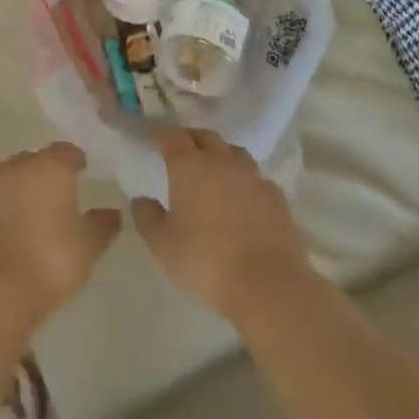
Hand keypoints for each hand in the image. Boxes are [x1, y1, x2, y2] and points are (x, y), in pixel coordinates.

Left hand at [0, 142, 121, 321]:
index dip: (75, 160)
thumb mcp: (88, 248)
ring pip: (6, 175)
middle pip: (34, 160)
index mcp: (50, 167)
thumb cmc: (50, 260)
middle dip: (44, 173)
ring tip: (26, 210)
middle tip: (55, 195)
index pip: (66, 151)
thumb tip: (113, 213)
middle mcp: (17, 165)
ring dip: (16, 187)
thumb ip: (102, 226)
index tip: (82, 170)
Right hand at [131, 127, 314, 319]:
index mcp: (189, 165)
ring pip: (234, 153)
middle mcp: (222, 161)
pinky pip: (256, 178)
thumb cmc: (205, 260)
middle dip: (191, 139)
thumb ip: (147, 217)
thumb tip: (141, 199)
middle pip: (206, 137)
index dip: (163, 134)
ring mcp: (253, 177)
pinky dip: (245, 181)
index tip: (156, 137)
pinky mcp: (277, 198)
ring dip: (221, 155)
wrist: (268, 284)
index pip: (173, 136)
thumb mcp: (162, 244)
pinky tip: (243, 198)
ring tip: (213, 170)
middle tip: (182, 150)